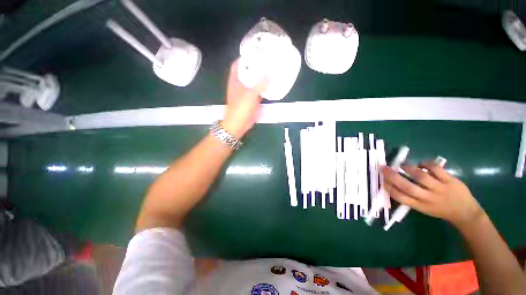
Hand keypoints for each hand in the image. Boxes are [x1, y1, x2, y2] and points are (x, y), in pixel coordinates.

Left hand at [222, 59, 267, 138]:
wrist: (239, 124)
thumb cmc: (240, 109)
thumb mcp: (249, 95)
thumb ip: (259, 85)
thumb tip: (268, 74)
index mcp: (235, 81)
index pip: (237, 65)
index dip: (244, 58)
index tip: (254, 52)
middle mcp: (239, 85)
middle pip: (246, 72)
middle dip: (255, 66)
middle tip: (266, 60)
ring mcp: (246, 93)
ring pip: (253, 82)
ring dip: (260, 77)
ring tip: (270, 70)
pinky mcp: (251, 100)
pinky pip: (258, 91)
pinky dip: (263, 88)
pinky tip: (270, 85)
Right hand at [380, 160, 484, 227]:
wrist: (466, 213)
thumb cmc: (440, 210)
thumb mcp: (423, 209)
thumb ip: (411, 198)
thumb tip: (394, 183)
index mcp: (420, 206)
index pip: (400, 197)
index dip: (389, 187)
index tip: (381, 179)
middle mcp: (428, 198)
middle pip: (407, 186)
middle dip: (393, 176)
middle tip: (384, 168)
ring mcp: (440, 189)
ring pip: (421, 176)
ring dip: (408, 168)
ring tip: (402, 165)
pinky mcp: (450, 181)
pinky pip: (436, 169)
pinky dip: (426, 164)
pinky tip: (422, 164)